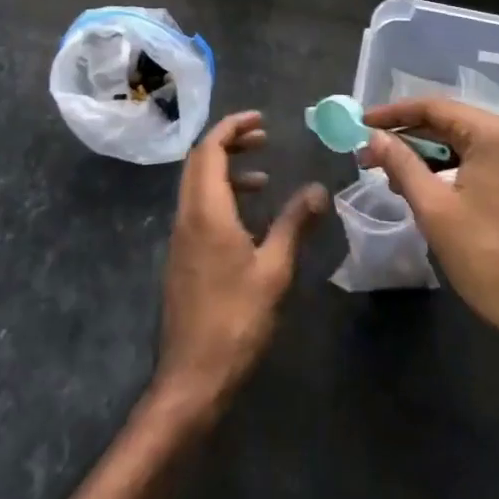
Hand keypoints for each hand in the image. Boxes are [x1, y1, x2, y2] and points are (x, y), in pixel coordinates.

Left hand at [153, 111, 326, 416]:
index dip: (232, 126)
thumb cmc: (235, 320)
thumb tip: (318, 189)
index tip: (260, 119)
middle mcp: (187, 215)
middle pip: (200, 160)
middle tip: (263, 139)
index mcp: (206, 210)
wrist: (191, 379)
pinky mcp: (181, 257)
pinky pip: (197, 207)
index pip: (210, 149)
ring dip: (226, 170)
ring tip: (263, 177)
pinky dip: (220, 196)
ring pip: (197, 184)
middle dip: (230, 142)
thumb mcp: (274, 270)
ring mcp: (180, 237)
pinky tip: (248, 218)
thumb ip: (294, 224)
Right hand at [360, 98, 498, 345]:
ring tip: (393, 173)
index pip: (434, 108)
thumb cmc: (487, 258)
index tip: (362, 122)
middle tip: (371, 153)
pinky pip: (482, 159)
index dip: (393, 114)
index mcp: (494, 134)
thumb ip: (401, 164)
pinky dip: (452, 166)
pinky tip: (427, 184)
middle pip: (450, 122)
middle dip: (408, 137)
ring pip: (465, 142)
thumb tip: (374, 136)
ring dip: (428, 154)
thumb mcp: (434, 209)